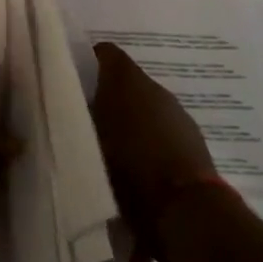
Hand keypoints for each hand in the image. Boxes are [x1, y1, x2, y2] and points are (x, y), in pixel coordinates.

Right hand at [90, 43, 220, 254]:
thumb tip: (68, 105)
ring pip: (145, 107)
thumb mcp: (87, 140)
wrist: (185, 209)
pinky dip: (149, 140)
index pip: (104, 53)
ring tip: (109, 146)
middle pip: (126, 81)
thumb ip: (76, 116)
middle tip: (84, 118)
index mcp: (126, 79)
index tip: (70, 81)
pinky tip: (136, 165)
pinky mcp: (194, 141)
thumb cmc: (128, 166)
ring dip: (129, 119)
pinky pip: (162, 130)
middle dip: (107, 96)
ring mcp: (178, 114)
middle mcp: (155, 88)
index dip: (86, 62)